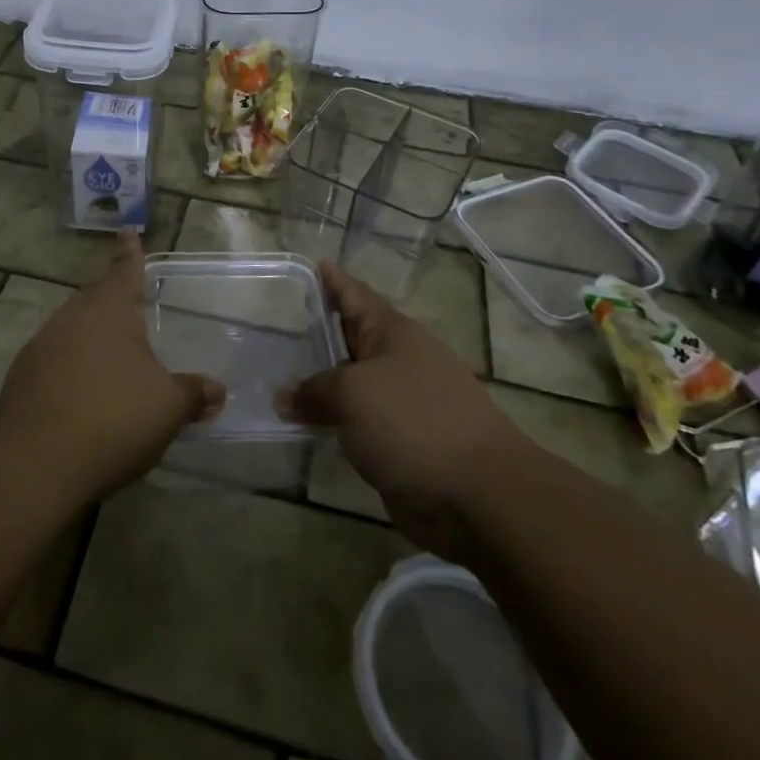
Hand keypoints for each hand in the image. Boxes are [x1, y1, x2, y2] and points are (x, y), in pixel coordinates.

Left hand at [0, 232, 224, 501]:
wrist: (36, 463)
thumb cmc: (113, 419)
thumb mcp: (167, 408)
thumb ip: (192, 394)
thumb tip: (217, 390)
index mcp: (108, 311)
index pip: (124, 271)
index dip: (130, 253)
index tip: (127, 230)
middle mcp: (72, 318)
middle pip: (94, 298)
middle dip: (110, 296)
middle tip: (125, 298)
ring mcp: (41, 346)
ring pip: (72, 328)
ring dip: (90, 334)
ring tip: (108, 350)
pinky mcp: (21, 378)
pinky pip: (54, 359)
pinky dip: (71, 366)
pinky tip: (81, 391)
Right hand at [281, 262, 525, 553]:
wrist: (479, 495)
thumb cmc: (414, 422)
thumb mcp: (353, 394)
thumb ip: (314, 391)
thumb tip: (284, 397)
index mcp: (393, 333)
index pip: (355, 295)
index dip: (334, 281)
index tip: (314, 264)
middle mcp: (398, 361)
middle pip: (351, 338)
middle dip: (320, 331)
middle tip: (280, 321)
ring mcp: (402, 403)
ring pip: (352, 383)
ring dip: (322, 381)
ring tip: (280, 374)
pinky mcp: (401, 442)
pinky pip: (356, 422)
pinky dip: (333, 419)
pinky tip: (304, 423)